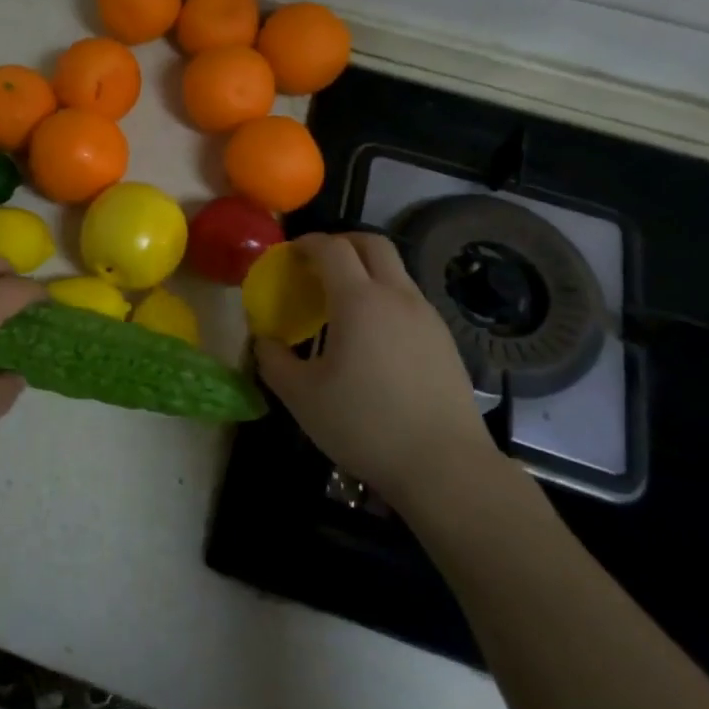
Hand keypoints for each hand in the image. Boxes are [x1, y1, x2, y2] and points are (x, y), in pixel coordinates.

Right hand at [255, 232, 500, 507]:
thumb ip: (273, 361)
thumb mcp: (302, 397)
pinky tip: (374, 337)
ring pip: (395, 271)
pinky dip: (386, 298)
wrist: (445, 466)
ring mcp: (427, 316)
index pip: (332, 248)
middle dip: (342, 242)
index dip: (307, 243)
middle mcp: (397, 296)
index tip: (289, 254)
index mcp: (359, 300)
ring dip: (366, 271)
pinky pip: (410, 300)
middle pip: (373, 243)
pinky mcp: (445, 340)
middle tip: (318, 264)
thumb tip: (263, 341)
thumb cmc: (365, 425)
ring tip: (343, 303)